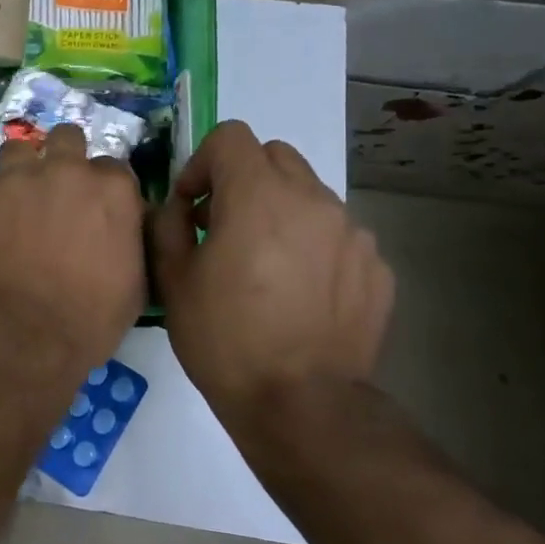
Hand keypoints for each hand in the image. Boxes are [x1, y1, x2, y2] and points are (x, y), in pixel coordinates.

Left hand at [0, 124, 145, 378]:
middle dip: (63, 155)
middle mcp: (64, 169)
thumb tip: (126, 223)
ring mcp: (16, 177)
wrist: (21, 331)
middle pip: (66, 137)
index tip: (95, 204)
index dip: (102, 186)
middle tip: (56, 187)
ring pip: (18, 149)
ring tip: (16, 198)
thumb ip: (131, 237)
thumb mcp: (135, 280)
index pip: (112, 167)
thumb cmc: (89, 316)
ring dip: (20, 169)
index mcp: (110, 188)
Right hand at [150, 121, 393, 416]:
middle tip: (223, 225)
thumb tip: (179, 207)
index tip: (192, 206)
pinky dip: (312, 244)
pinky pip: (336, 234)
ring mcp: (352, 232)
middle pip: (275, 155)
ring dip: (279, 210)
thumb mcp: (173, 279)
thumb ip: (168, 224)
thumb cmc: (225, 338)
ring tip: (264, 263)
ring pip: (308, 193)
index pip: (231, 137)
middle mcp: (313, 200)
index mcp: (258, 195)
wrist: (301, 405)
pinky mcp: (376, 267)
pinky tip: (298, 291)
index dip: (202, 163)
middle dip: (243, 178)